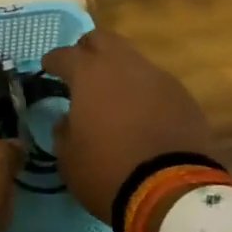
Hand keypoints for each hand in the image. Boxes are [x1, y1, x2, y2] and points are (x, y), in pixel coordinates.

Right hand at [41, 29, 213, 224]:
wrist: (172, 192)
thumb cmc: (108, 172)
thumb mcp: (69, 159)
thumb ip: (64, 131)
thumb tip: (68, 120)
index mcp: (89, 75)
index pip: (65, 55)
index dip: (53, 61)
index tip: (48, 68)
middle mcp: (124, 65)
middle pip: (102, 39)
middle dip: (88, 50)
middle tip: (82, 71)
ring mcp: (157, 77)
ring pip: (132, 60)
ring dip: (119, 72)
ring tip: (115, 97)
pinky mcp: (183, 95)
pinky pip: (156, 84)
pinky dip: (144, 92)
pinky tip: (142, 115)